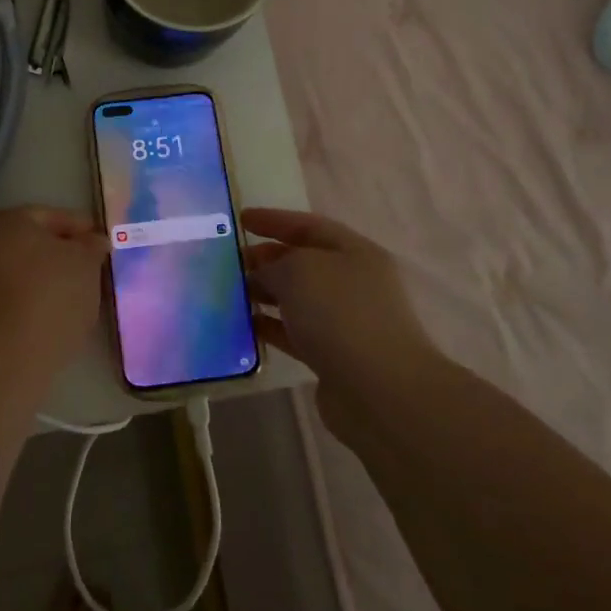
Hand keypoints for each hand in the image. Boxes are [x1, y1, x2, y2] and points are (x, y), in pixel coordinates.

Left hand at [0, 206, 106, 369]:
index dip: (81, 229)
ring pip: (16, 271)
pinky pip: (5, 297)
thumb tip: (92, 241)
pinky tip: (47, 316)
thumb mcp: (85, 264)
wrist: (4, 358)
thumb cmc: (49, 297)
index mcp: (4, 220)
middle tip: (89, 269)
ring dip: (41, 279)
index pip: (51, 217)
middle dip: (59, 254)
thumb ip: (91, 246)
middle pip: (30, 243)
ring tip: (72, 297)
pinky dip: (26, 300)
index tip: (102, 244)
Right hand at [242, 208, 438, 436]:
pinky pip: (296, 333)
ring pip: (298, 299)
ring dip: (266, 294)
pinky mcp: (335, 356)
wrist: (380, 391)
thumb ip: (273, 265)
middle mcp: (354, 282)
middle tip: (231, 262)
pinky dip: (272, 327)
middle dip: (267, 259)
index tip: (241, 220)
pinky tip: (245, 326)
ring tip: (230, 294)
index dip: (274, 220)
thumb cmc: (340, 314)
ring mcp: (346, 321)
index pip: (309, 226)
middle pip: (304, 262)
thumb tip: (262, 275)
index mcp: (355, 252)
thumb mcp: (298, 271)